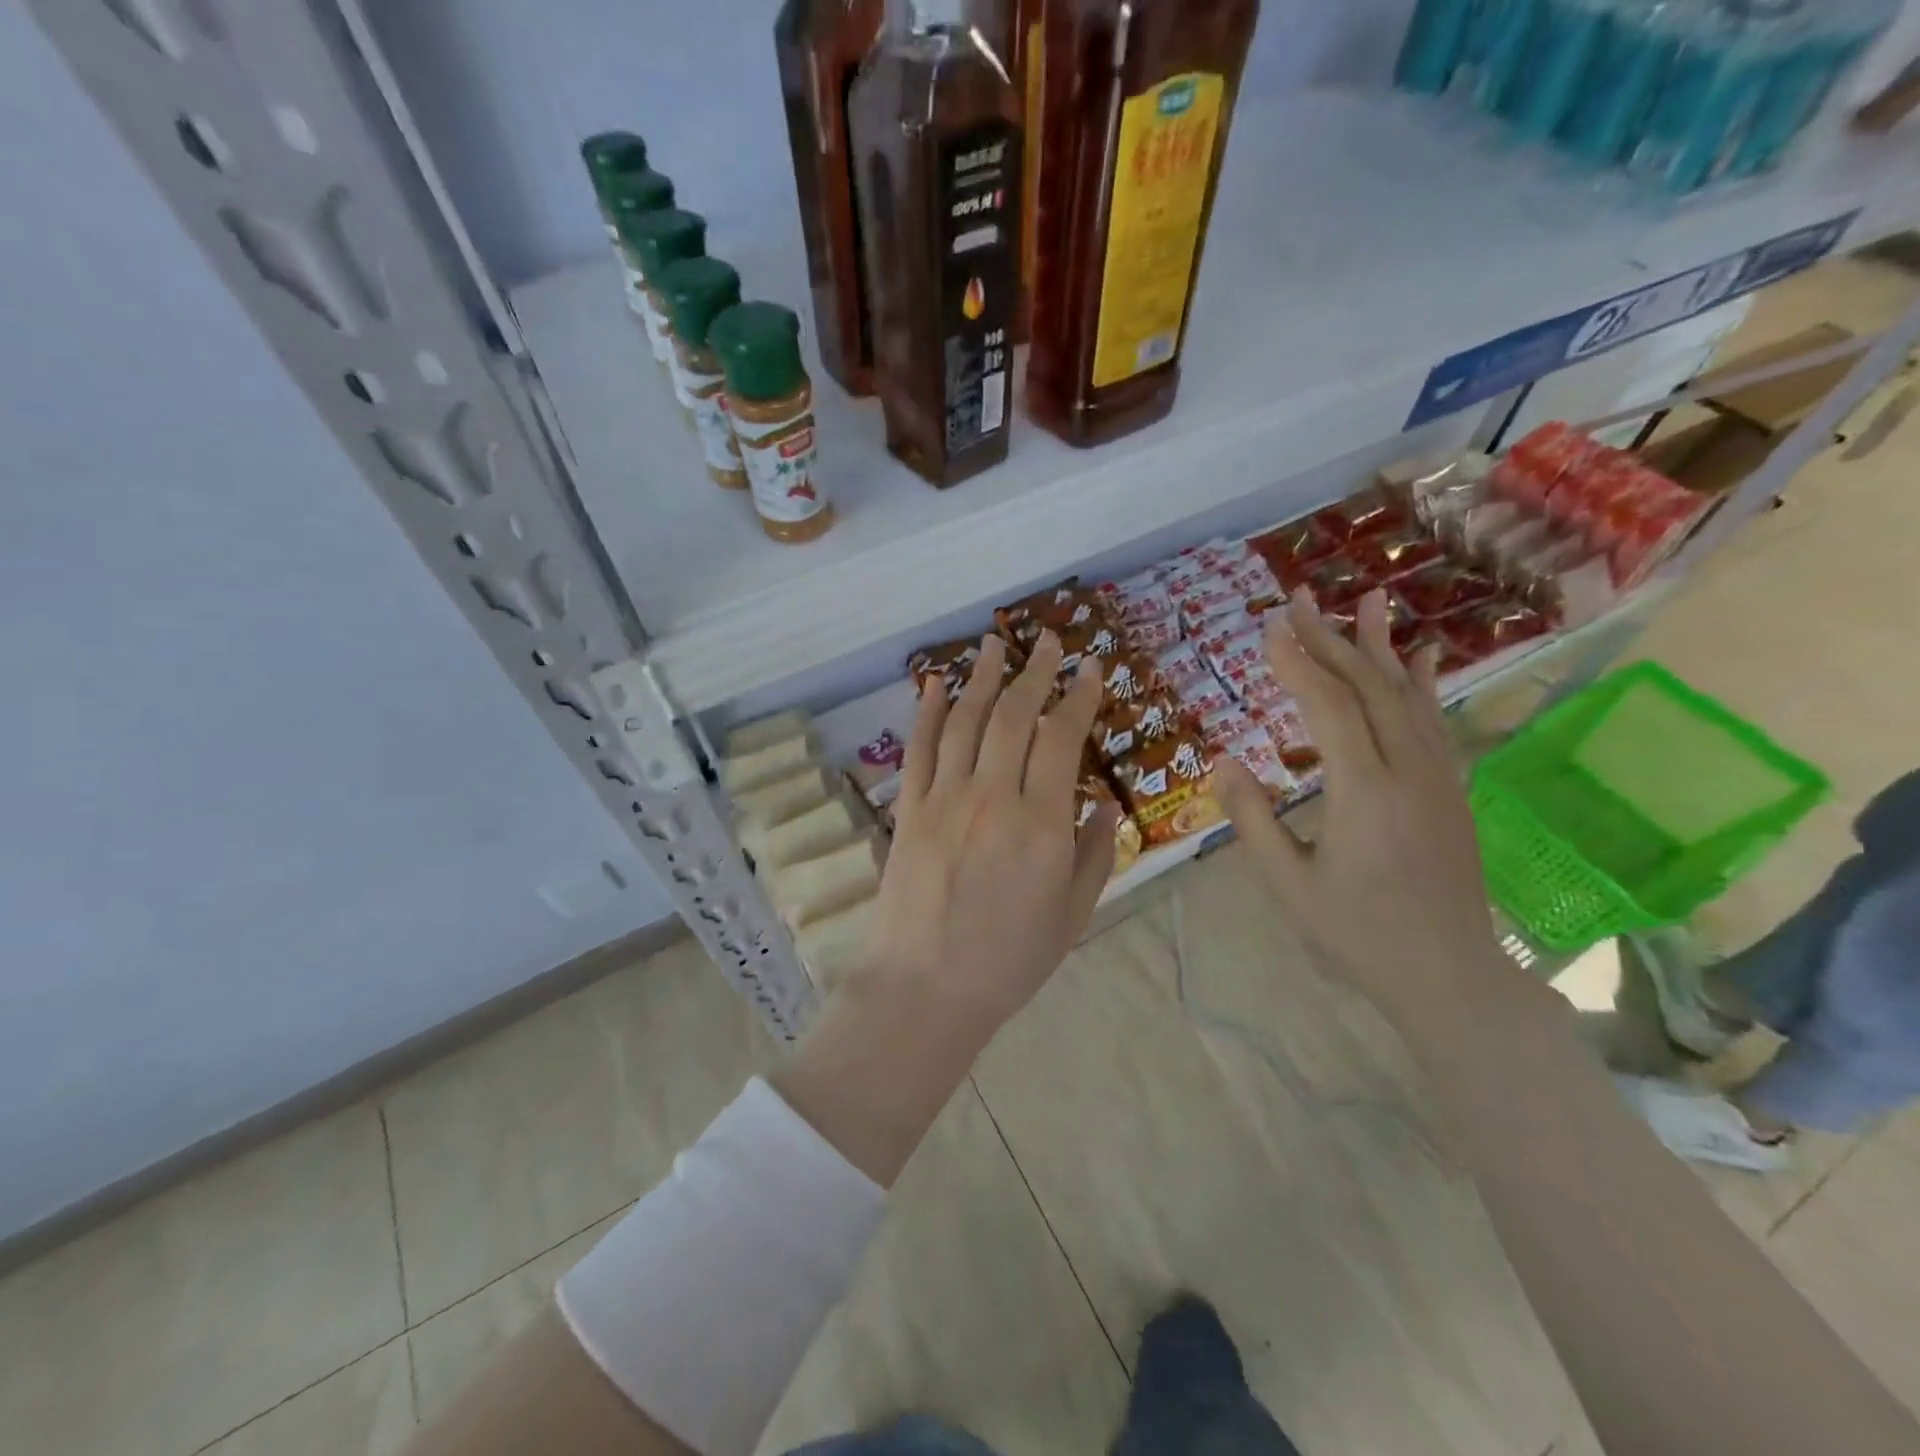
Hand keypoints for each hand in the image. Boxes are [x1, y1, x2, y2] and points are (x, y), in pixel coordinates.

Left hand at [855, 630, 1117, 1043]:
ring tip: (995, 644)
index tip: (1091, 668)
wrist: (926, 989)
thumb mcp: (1073, 915)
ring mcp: (944, 799)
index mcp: (1041, 824)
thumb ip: (1094, 855)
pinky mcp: (908, 810)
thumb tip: (1101, 806)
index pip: (1063, 738)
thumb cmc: (1009, 960)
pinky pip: (919, 749)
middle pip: (1014, 716)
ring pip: (966, 721)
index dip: (1079, 697)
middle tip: (1049, 640)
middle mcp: (993, 797)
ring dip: (983, 677)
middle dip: (1036, 671)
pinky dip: (927, 712)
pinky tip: (935, 684)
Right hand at [1211, 590, 1510, 1023]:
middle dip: (1331, 639)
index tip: (1269, 628)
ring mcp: (1438, 776)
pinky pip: (1434, 722)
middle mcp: (1408, 770)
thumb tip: (1224, 761)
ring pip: (1408, 696)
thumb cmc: (1356, 934)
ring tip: (1369, 601)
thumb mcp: (1289, 884)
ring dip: (1381, 647)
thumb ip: (1253, 819)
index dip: (1297, 663)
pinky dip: (1422, 684)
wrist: (1448, 974)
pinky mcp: (1451, 788)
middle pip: (1369, 688)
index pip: (1329, 708)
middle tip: (1300, 599)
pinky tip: (1419, 657)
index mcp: (1364, 792)